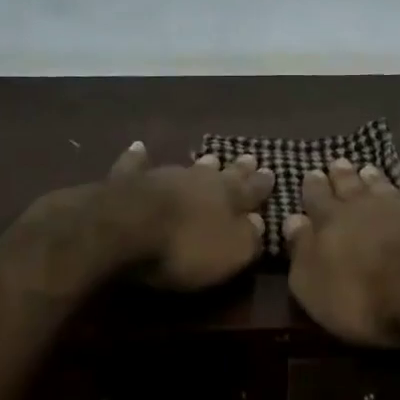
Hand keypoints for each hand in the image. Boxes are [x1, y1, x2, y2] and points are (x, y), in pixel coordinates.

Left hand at [94, 141, 274, 290]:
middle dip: (238, 168)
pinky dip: (139, 158)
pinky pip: (137, 164)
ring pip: (188, 167)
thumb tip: (260, 222)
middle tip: (250, 157)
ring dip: (200, 164)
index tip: (272, 172)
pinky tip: (139, 148)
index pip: (251, 189)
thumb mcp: (230, 252)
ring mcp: (163, 175)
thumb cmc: (185, 246)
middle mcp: (199, 179)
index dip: (262, 184)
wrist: (127, 225)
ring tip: (211, 157)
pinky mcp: (130, 180)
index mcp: (228, 197)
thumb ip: (249, 237)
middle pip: (223, 173)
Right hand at [282, 158, 399, 345]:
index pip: (317, 197)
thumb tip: (292, 219)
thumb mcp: (312, 282)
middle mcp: (365, 207)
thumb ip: (300, 249)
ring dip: (376, 180)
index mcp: (331, 219)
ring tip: (370, 170)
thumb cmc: (358, 293)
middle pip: (350, 185)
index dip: (313, 186)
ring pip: (385, 189)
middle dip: (342, 174)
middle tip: (339, 162)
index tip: (311, 172)